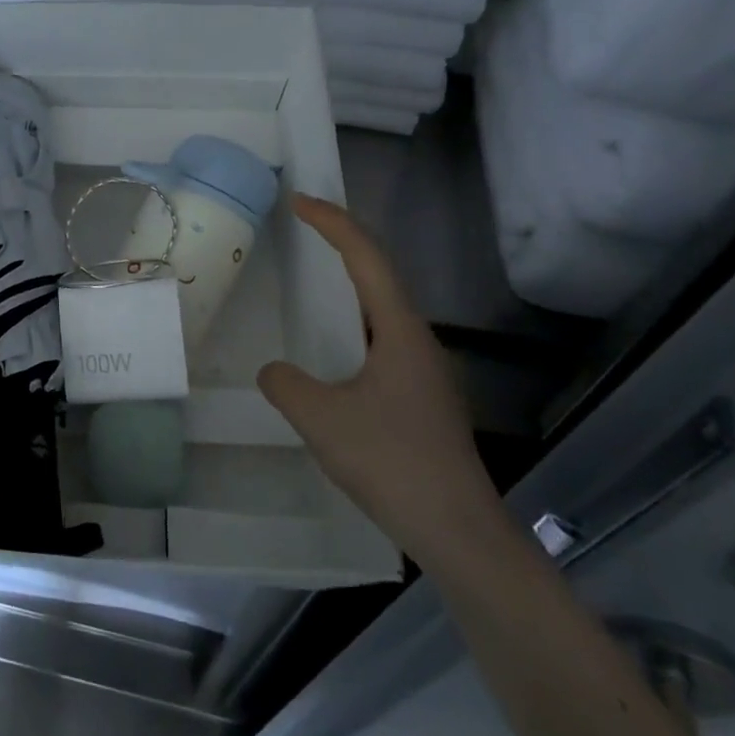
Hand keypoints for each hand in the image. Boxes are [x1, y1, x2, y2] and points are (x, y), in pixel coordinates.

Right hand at [257, 194, 501, 564]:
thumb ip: (286, 383)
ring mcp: (424, 371)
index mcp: (401, 332)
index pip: (367, 258)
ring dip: (349, 283)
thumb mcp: (321, 418)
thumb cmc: (393, 463)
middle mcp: (418, 341)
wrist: (459, 534)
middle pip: (380, 275)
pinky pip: (380, 340)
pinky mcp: (421, 398)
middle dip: (342, 243)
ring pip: (382, 310)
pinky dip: (352, 323)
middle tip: (303, 226)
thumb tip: (275, 371)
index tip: (298, 202)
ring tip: (312, 277)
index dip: (333, 223)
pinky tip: (332, 350)